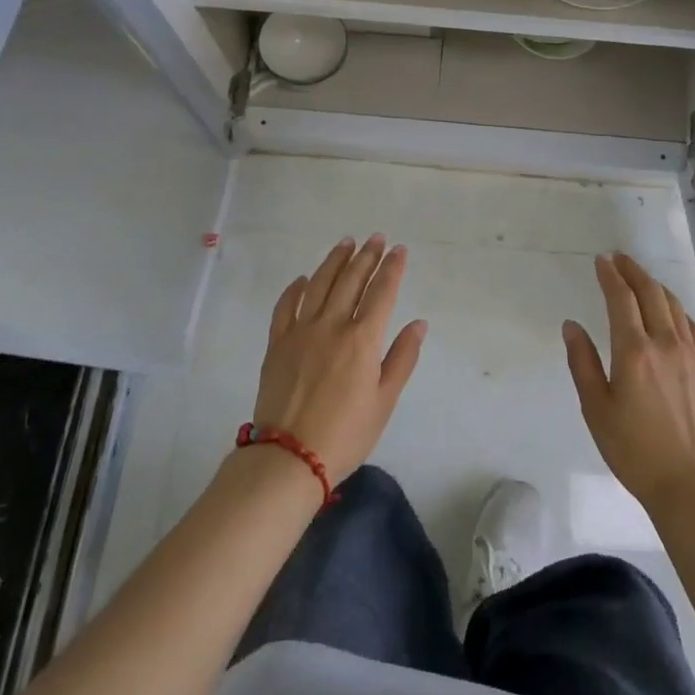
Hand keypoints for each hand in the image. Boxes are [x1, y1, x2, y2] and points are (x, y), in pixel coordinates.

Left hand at [249, 235, 426, 482]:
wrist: (289, 457)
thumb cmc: (346, 434)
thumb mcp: (384, 401)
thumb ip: (402, 358)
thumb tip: (418, 323)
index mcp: (362, 339)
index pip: (382, 292)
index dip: (392, 268)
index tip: (399, 249)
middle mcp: (332, 325)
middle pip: (351, 280)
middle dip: (367, 256)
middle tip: (376, 238)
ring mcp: (300, 331)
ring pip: (319, 284)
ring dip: (335, 261)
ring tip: (346, 243)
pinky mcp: (277, 343)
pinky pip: (285, 307)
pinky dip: (296, 288)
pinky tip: (304, 279)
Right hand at [564, 252, 694, 512]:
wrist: (691, 484)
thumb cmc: (634, 450)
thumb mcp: (596, 409)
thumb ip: (582, 363)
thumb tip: (571, 326)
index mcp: (634, 351)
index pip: (621, 299)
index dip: (610, 275)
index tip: (602, 260)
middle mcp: (665, 343)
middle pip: (651, 293)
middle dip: (633, 271)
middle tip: (620, 259)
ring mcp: (691, 355)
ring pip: (674, 306)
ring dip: (655, 286)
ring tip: (642, 279)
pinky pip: (691, 326)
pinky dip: (676, 309)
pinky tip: (671, 312)